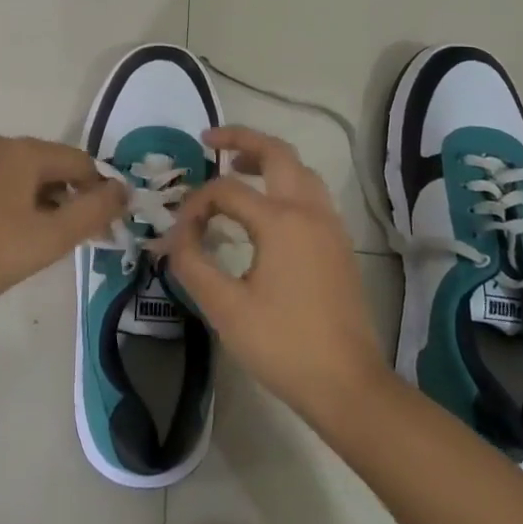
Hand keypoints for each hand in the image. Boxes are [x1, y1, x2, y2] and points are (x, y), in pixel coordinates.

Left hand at [0, 135, 126, 324]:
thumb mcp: (48, 241)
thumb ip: (93, 212)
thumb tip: (122, 188)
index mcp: (22, 152)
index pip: (78, 162)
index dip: (95, 192)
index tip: (96, 228)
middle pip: (45, 163)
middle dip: (61, 196)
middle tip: (58, 239)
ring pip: (12, 169)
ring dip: (29, 196)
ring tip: (22, 238)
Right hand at [159, 126, 384, 422]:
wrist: (348, 384)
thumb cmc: (283, 345)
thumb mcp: (225, 307)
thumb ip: (192, 263)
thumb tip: (174, 236)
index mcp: (281, 221)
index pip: (226, 190)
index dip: (195, 205)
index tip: (179, 233)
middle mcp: (310, 211)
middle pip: (277, 153)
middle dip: (242, 139)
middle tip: (209, 140)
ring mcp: (330, 225)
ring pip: (299, 170)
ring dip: (267, 158)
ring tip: (235, 167)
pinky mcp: (338, 243)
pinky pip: (310, 193)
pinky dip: (284, 182)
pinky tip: (264, 207)